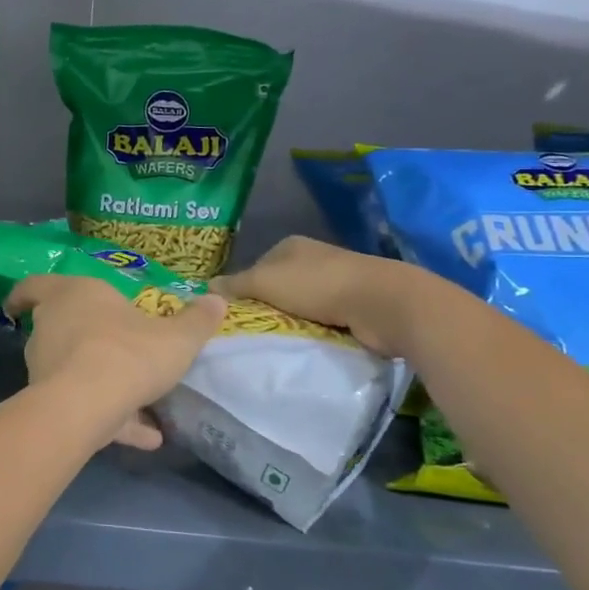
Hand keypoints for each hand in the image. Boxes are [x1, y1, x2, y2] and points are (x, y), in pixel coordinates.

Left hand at [4, 275, 225, 449]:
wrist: (88, 402)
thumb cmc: (129, 352)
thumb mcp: (177, 337)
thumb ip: (197, 321)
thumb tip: (218, 300)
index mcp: (73, 295)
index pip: (35, 285)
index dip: (26, 293)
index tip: (20, 303)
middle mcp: (51, 325)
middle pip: (53, 327)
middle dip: (76, 338)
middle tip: (107, 347)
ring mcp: (44, 365)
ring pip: (69, 369)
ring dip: (99, 382)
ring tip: (141, 403)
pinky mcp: (49, 402)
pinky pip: (83, 406)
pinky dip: (111, 420)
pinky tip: (148, 438)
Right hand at [211, 237, 428, 356]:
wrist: (381, 303)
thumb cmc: (317, 285)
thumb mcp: (265, 282)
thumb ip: (235, 285)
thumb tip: (207, 287)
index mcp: (291, 245)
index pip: (256, 266)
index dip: (244, 289)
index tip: (237, 313)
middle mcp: (314, 259)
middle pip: (279, 286)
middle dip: (268, 307)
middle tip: (253, 331)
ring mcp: (337, 281)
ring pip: (301, 305)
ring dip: (292, 322)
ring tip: (278, 341)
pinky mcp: (355, 305)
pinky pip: (324, 320)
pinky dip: (315, 331)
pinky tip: (307, 344)